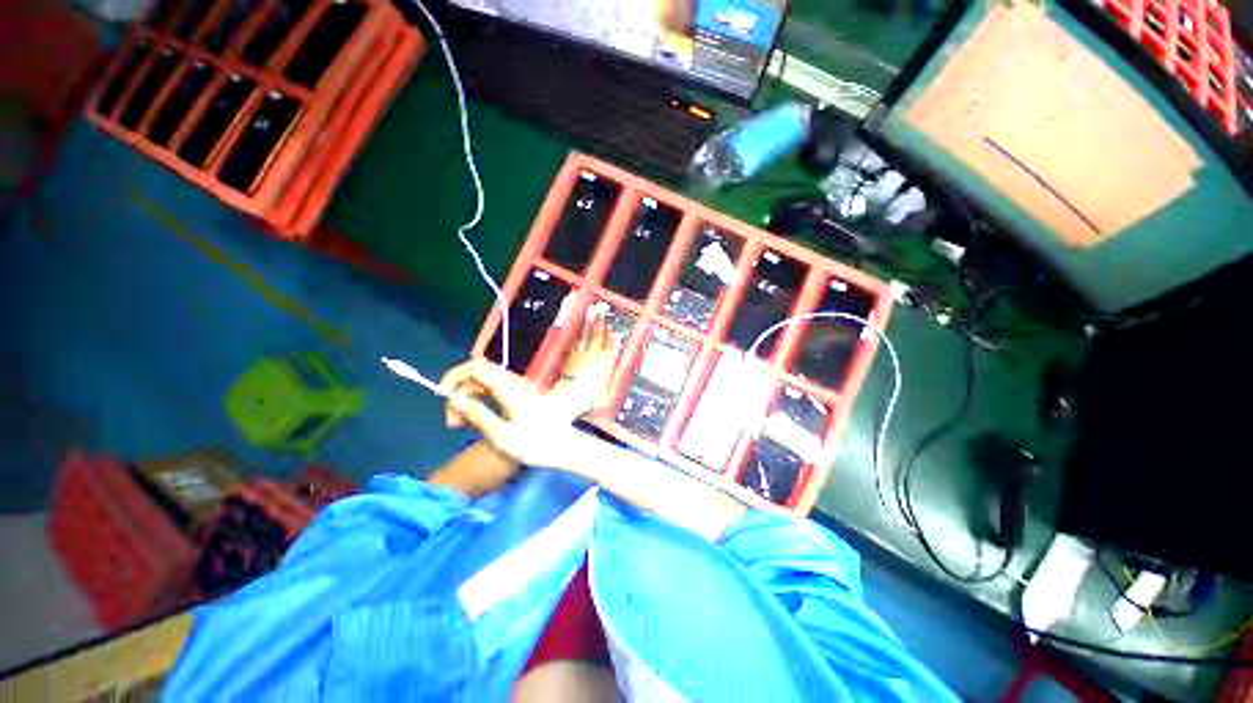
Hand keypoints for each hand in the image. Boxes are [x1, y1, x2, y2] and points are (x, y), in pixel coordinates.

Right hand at [441, 315, 614, 467]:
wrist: (563, 447)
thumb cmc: (535, 444)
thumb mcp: (502, 435)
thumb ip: (478, 415)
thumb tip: (455, 399)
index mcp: (510, 388)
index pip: (477, 366)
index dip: (456, 376)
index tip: (443, 397)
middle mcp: (514, 383)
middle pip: (479, 375)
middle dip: (460, 393)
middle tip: (452, 423)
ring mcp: (518, 388)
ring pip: (484, 384)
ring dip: (468, 399)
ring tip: (459, 426)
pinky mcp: (520, 396)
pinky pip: (494, 392)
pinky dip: (480, 402)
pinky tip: (473, 421)